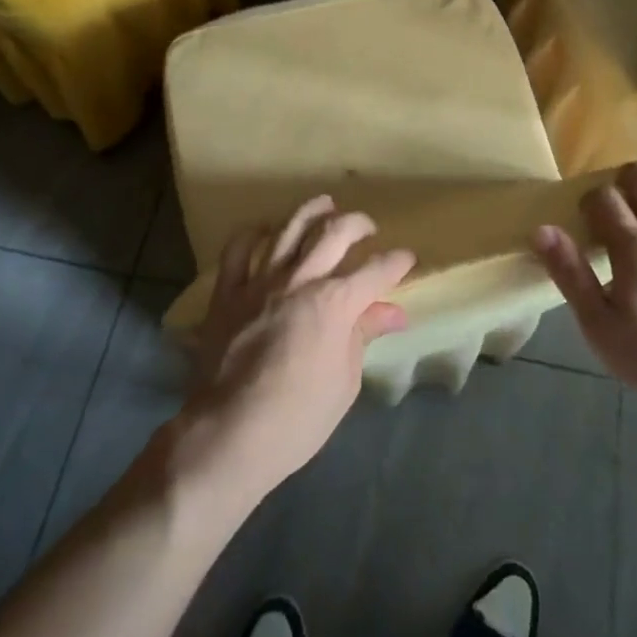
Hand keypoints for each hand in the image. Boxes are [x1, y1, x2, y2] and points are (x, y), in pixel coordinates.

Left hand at [183, 196, 414, 498]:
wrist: (230, 433)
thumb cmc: (298, 418)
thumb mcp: (344, 381)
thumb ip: (363, 336)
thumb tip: (392, 312)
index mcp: (335, 303)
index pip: (376, 271)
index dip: (397, 262)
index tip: (407, 259)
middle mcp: (300, 280)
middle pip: (334, 233)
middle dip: (358, 224)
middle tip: (369, 228)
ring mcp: (260, 281)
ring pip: (289, 228)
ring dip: (311, 211)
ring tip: (326, 204)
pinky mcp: (228, 292)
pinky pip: (239, 249)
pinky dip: (254, 234)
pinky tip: (266, 230)